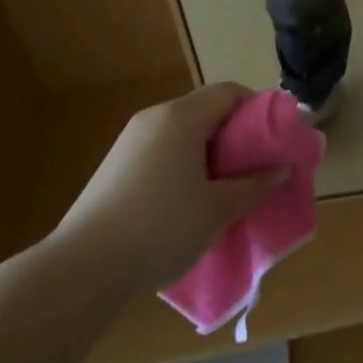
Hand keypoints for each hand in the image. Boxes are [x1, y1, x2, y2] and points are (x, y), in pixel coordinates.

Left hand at [50, 83, 288, 294]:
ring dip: (210, 152)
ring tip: (226, 188)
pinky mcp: (115, 167)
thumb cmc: (161, 228)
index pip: (229, 92)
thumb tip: (281, 168)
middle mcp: (154, 118)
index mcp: (181, 117)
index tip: (275, 139)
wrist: (81, 271)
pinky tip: (189, 202)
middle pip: (206, 110)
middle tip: (256, 167)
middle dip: (236, 134)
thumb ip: (254, 184)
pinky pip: (163, 151)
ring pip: (183, 133)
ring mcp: (130, 142)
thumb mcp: (218, 209)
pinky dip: (185, 164)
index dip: (258, 109)